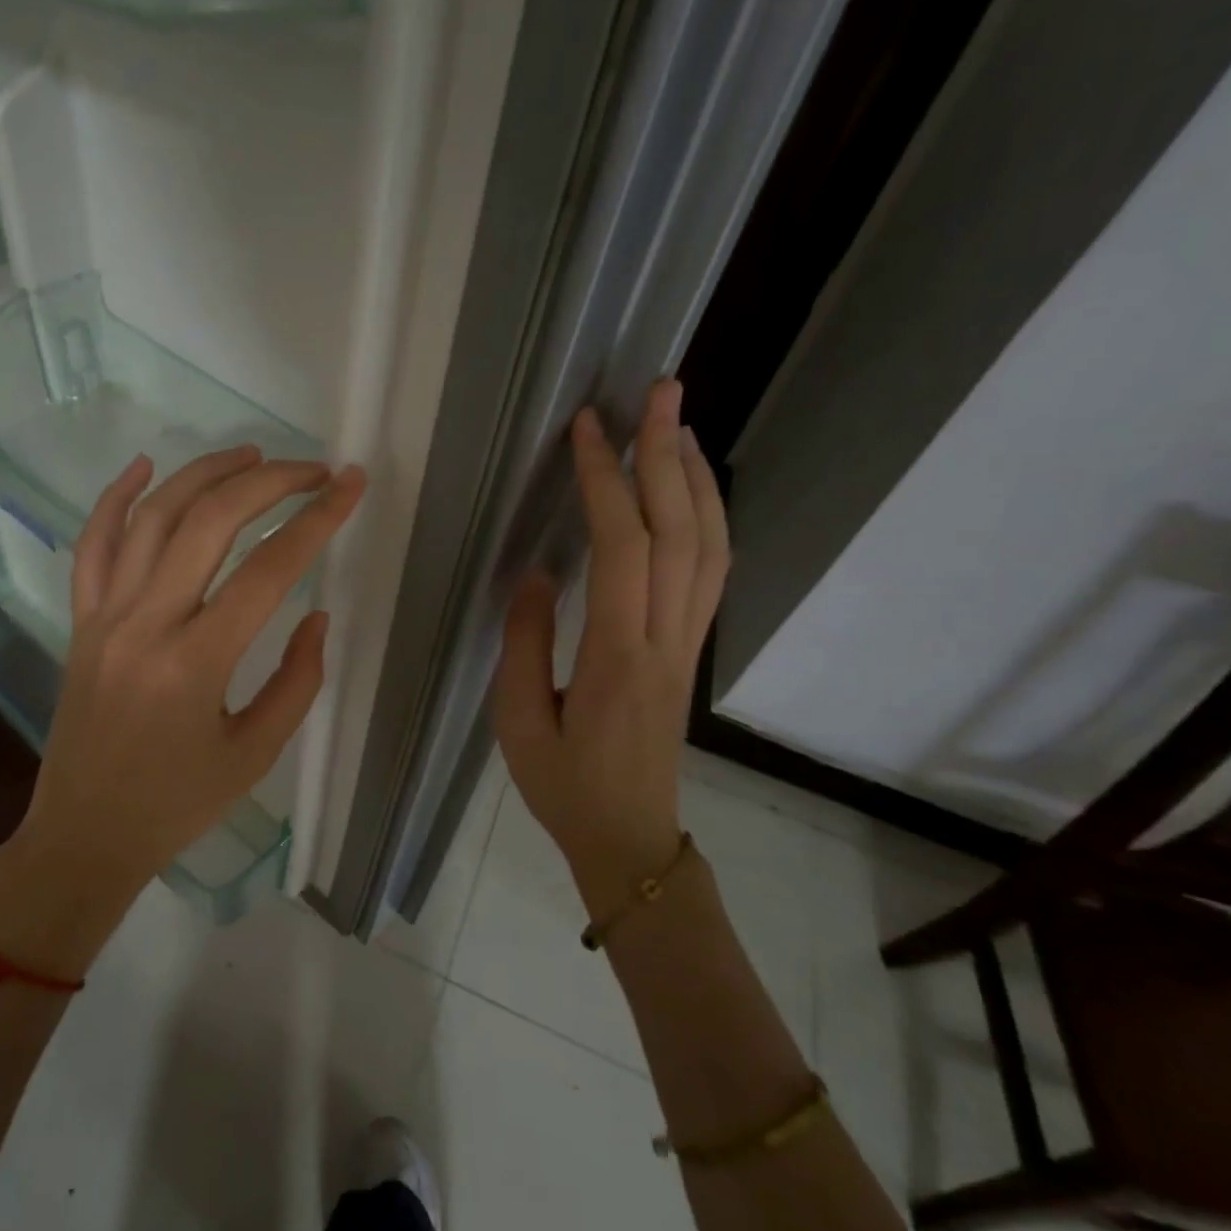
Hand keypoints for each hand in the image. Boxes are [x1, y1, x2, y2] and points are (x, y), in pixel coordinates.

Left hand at [0, 446, 365, 971]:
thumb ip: (297, 680)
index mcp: (196, 664)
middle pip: (210, 522)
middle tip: (312, 470)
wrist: (85, 833)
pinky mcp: (81, 619)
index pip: (268, 570)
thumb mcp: (256, 754)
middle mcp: (146, 624)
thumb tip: (314, 613)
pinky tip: (145, 465)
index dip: (317, 520)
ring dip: (205, 473)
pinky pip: (92, 544)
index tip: (350, 485)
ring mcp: (105, 615)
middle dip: (269, 482)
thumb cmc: (177, 804)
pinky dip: (116, 497)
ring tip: (252, 454)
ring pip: (153, 517)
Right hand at [492, 380, 728, 917]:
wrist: (630, 840)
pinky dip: (708, 518)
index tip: (587, 429)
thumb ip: (524, 641)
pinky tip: (690, 491)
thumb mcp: (517, 720)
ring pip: (710, 547)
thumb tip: (538, 571)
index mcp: (616, 656)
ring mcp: (687, 644)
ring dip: (696, 478)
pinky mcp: (690, 650)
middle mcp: (665, 639)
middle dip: (669, 454)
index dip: (606, 481)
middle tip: (659, 391)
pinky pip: (712, 571)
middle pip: (682, 531)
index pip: (621, 548)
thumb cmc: (564, 786)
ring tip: (677, 424)